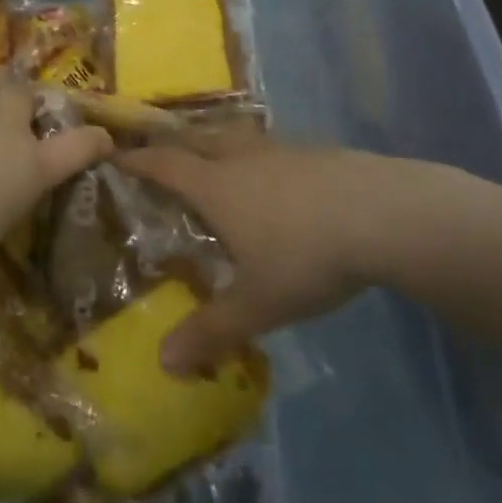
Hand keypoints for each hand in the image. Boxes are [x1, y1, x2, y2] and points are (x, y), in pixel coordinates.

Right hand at [120, 141, 498, 374]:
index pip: (163, 165)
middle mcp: (242, 158)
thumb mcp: (258, 303)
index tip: (113, 154)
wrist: (388, 215)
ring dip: (215, 145)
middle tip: (156, 153)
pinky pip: (270, 149)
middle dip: (171, 144)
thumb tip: (164, 363)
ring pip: (235, 139)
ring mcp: (282, 151)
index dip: (135, 159)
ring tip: (211, 160)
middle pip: (196, 140)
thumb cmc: (307, 254)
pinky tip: (272, 179)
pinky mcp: (317, 153)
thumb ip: (211, 331)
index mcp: (216, 186)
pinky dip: (255, 157)